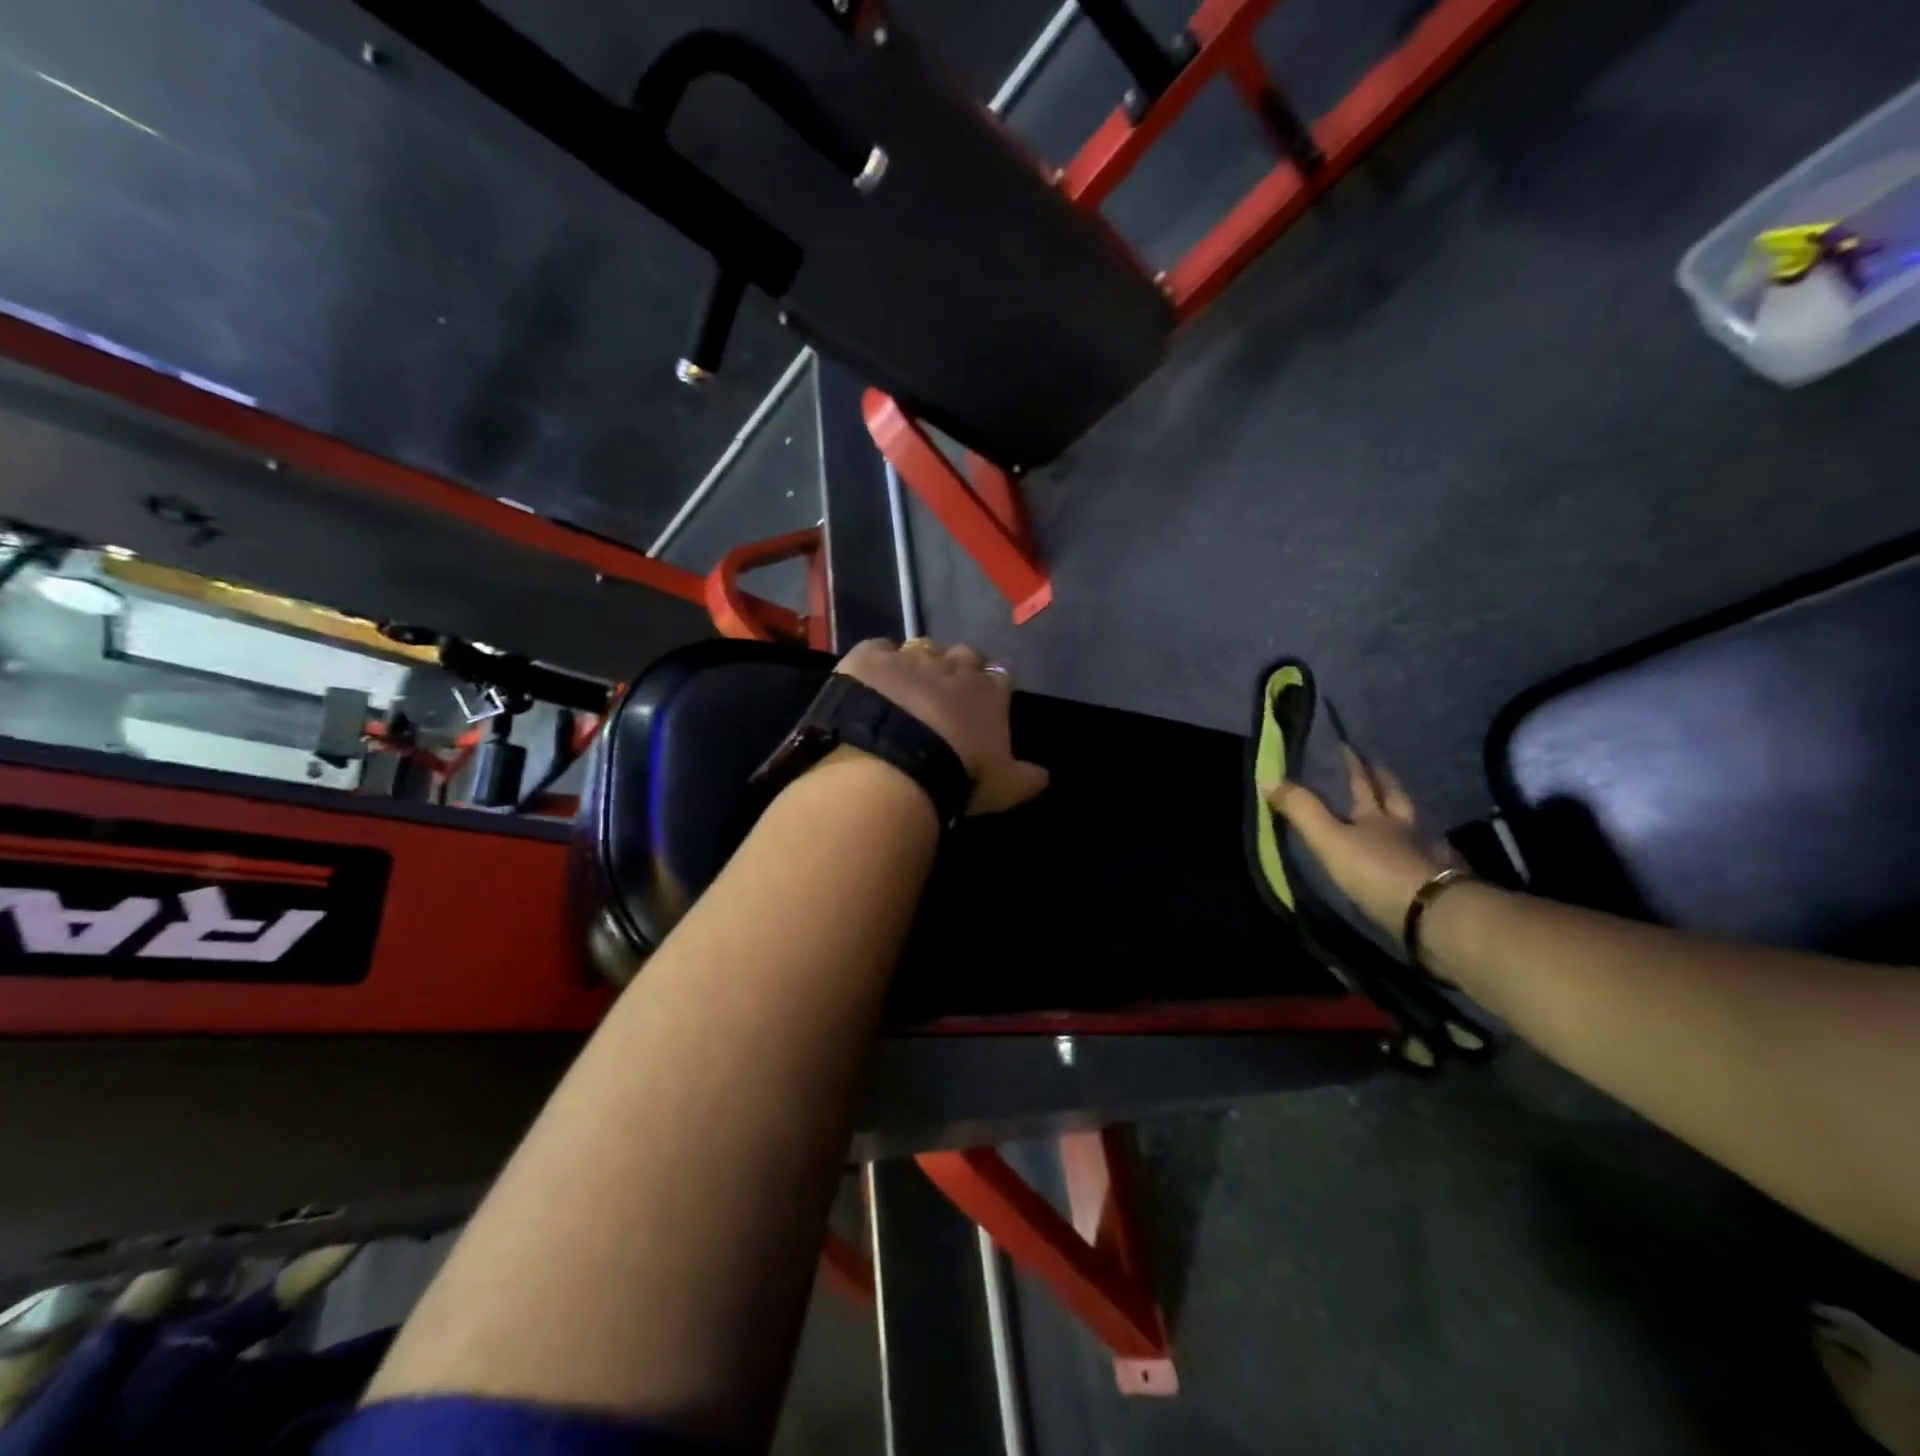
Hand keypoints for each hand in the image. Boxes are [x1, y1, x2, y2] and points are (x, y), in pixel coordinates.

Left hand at [836, 639, 1049, 814]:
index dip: (989, 687)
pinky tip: (873, 677)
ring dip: (918, 664)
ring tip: (906, 689)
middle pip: (962, 656)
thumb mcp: (1003, 787)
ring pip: (921, 649)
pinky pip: (878, 648)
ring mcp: (910, 658)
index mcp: (989, 692)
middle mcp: (953, 666)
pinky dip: (879, 661)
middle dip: (957, 670)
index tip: (982, 703)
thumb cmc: (959, 776)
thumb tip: (1046, 776)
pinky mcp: (870, 659)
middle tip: (944, 695)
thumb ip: (1026, 778)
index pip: (998, 676)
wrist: (896, 767)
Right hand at [1267, 747, 1448, 934]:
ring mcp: (1427, 855)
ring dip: (1408, 815)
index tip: (1347, 746)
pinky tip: (1422, 855)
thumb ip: (1302, 811)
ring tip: (1400, 811)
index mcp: (1378, 816)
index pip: (1364, 783)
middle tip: (1380, 769)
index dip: (1354, 765)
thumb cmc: (1376, 870)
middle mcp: (1406, 829)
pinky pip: (1431, 857)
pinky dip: (1424, 850)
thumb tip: (1267, 778)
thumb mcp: (1330, 840)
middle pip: (1396, 799)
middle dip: (1385, 782)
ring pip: (1417, 826)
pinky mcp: (1439, 883)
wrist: (1433, 915)